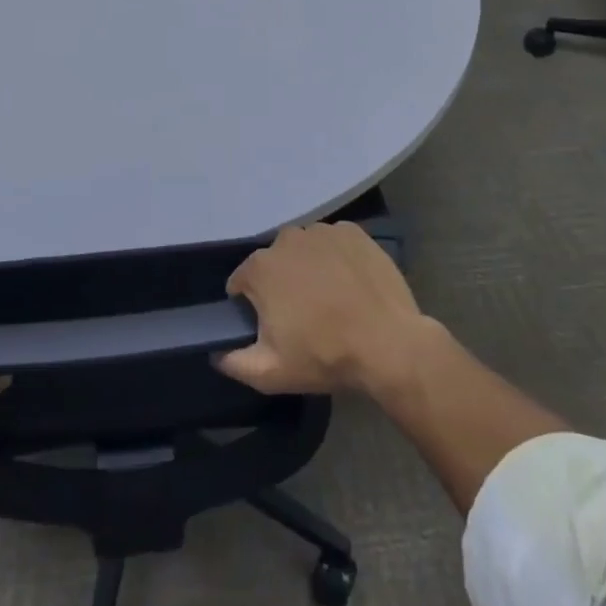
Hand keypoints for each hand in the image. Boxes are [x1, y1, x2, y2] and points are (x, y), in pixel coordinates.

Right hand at [217, 222, 433, 396]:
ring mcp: (322, 232)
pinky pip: (334, 243)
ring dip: (308, 268)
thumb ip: (234, 362)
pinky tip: (350, 283)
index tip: (270, 325)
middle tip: (302, 315)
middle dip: (281, 284)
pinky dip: (336, 258)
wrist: (390, 345)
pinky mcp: (352, 232)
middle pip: (274, 262)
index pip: (242, 281)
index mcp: (261, 268)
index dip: (250, 304)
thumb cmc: (325, 356)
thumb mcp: (270, 373)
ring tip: (330, 298)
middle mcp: (286, 239)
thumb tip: (216, 353)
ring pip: (304, 249)